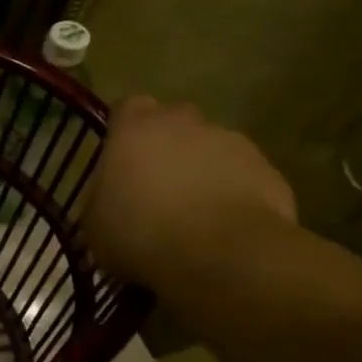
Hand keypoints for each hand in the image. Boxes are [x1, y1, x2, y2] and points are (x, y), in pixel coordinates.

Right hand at [81, 96, 297, 287]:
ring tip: (193, 213)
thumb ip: (102, 197)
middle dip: (166, 146)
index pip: (127, 107)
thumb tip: (110, 196)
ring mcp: (232, 142)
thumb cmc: (141, 232)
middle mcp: (185, 123)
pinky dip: (232, 193)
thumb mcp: (94, 223)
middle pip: (174, 123)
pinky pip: (242, 176)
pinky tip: (222, 227)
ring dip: (201, 171)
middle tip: (156, 186)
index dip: (124, 129)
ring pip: (211, 148)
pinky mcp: (267, 170)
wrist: (221, 254)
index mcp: (136, 129)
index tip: (120, 156)